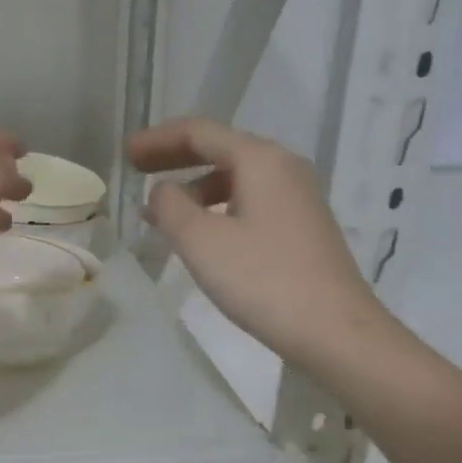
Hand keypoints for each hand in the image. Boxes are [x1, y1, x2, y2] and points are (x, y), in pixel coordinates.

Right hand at [130, 117, 380, 363]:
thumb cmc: (262, 280)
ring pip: (237, 180)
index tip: (127, 154)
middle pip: (222, 151)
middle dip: (177, 160)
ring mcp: (299, 198)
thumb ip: (171, 207)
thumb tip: (162, 191)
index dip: (159, 140)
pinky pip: (252, 203)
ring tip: (165, 216)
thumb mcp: (202, 242)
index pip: (200, 133)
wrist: (334, 329)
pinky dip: (220, 209)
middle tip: (140, 172)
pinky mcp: (304, 228)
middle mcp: (284, 168)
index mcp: (260, 160)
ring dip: (197, 190)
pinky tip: (205, 237)